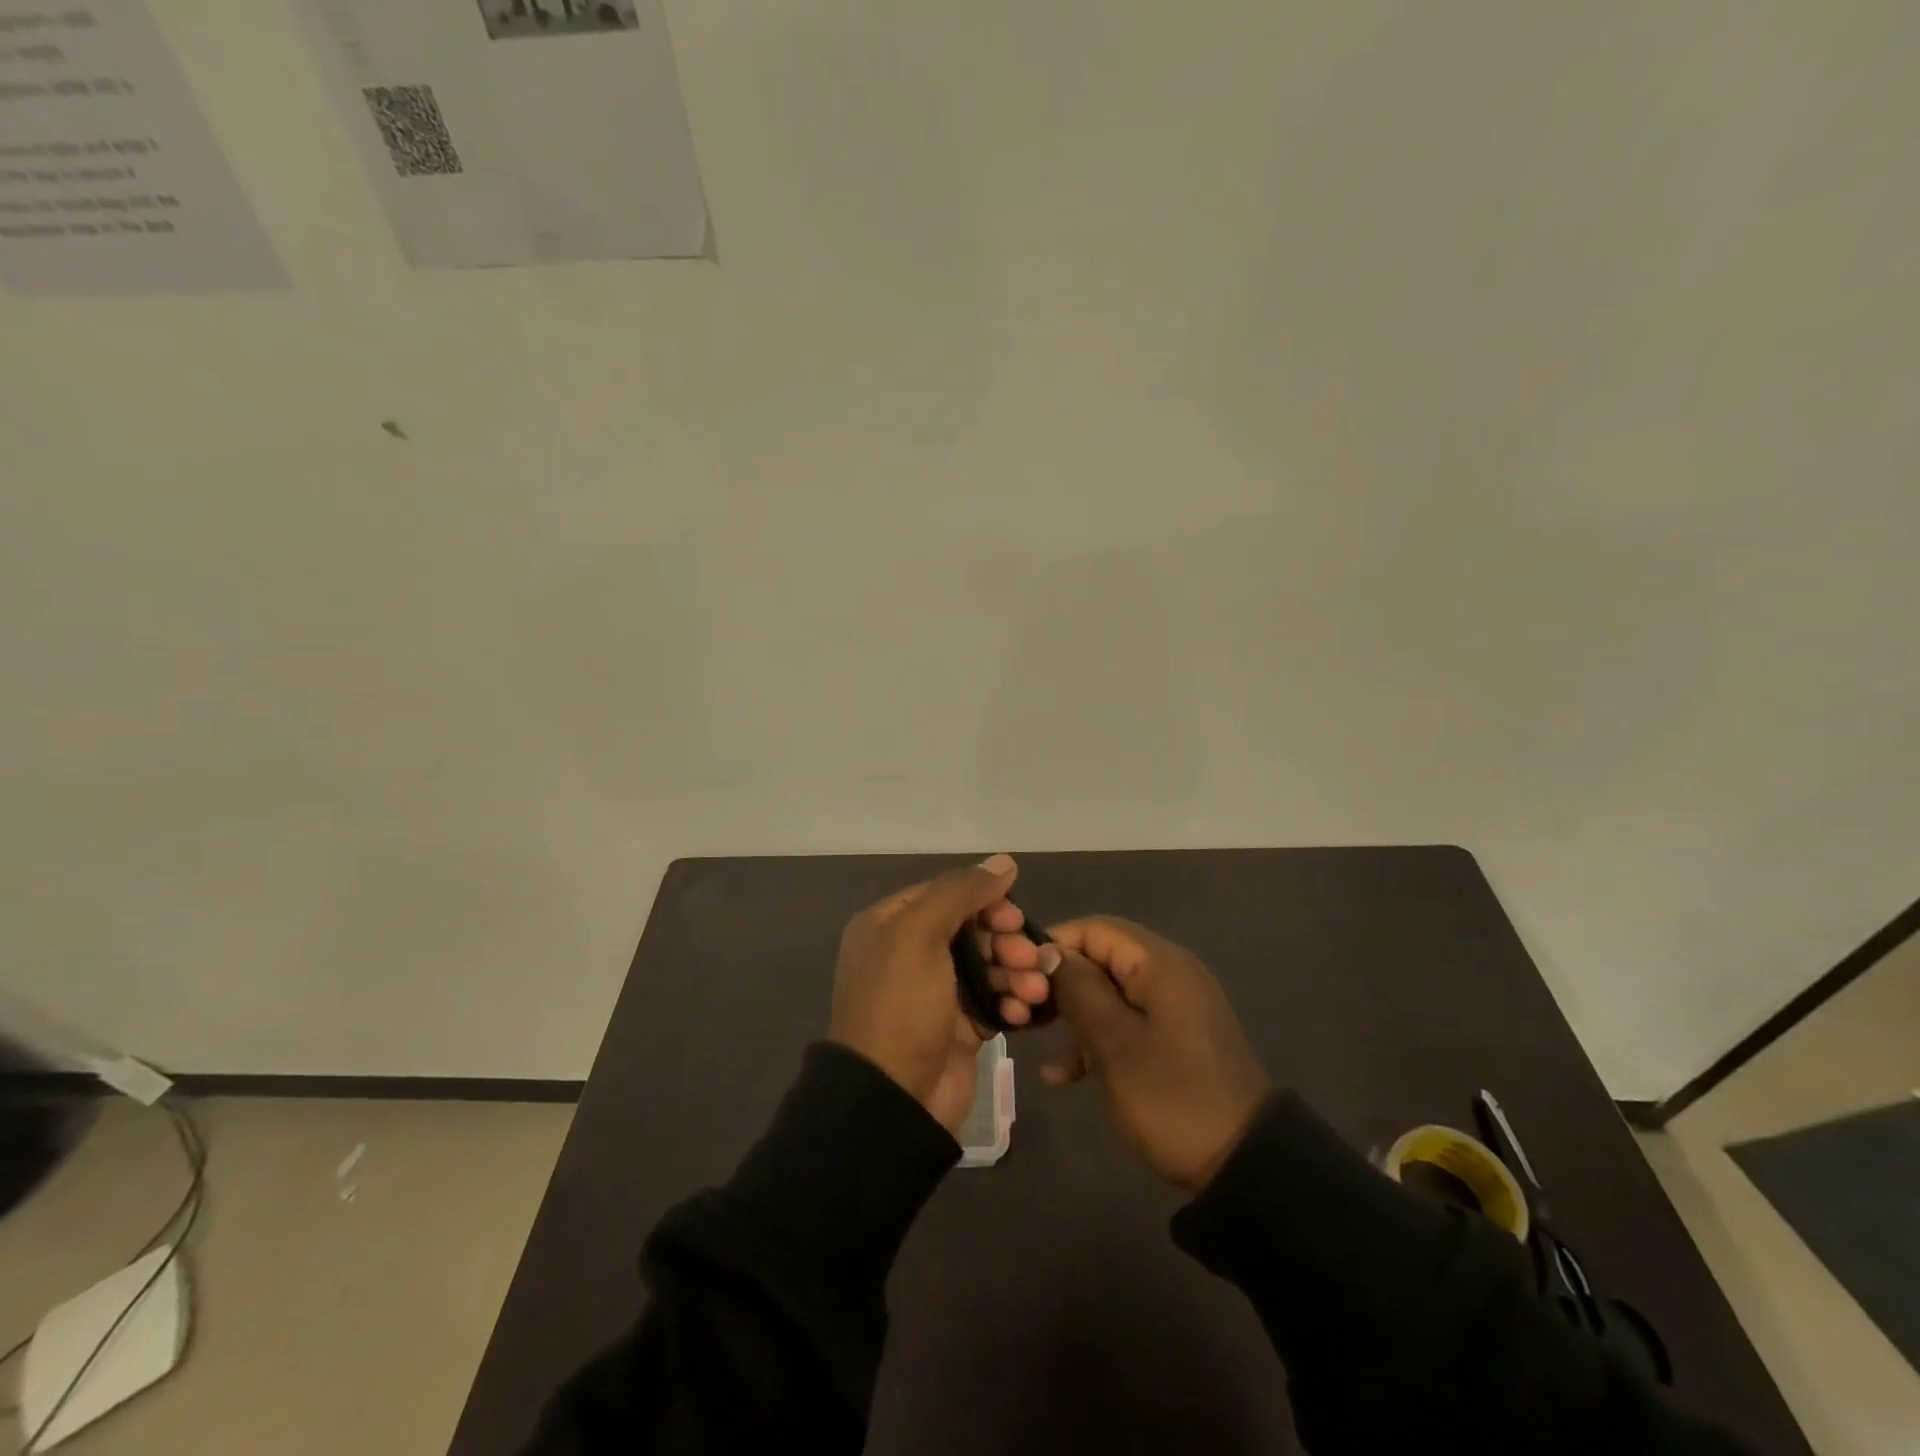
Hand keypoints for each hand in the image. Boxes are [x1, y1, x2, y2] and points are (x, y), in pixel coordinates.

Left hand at [829, 855, 1055, 1135]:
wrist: (893, 1099)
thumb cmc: (900, 1004)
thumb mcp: (919, 934)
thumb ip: (961, 892)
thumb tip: (1004, 861)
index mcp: (890, 924)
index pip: (946, 894)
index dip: (984, 900)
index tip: (1013, 916)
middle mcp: (910, 952)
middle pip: (971, 928)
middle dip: (1006, 940)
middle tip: (1029, 955)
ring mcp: (936, 991)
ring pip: (988, 963)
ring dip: (1017, 971)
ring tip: (1035, 989)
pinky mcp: (959, 1025)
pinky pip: (994, 999)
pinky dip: (1012, 1001)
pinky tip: (1025, 1011)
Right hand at [1043, 917, 1271, 1192]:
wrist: (1244, 1165)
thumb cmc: (1172, 1096)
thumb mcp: (1116, 1044)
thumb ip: (1079, 990)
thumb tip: (1048, 953)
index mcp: (1160, 964)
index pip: (1096, 929)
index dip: (1055, 945)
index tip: (1019, 975)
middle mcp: (1169, 974)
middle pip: (1102, 959)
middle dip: (1062, 984)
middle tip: (1025, 1012)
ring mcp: (1174, 1008)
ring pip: (1110, 994)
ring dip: (1075, 1017)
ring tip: (1042, 1048)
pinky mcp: (1175, 1039)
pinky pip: (1127, 1023)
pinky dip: (1097, 1041)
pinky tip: (1065, 1077)